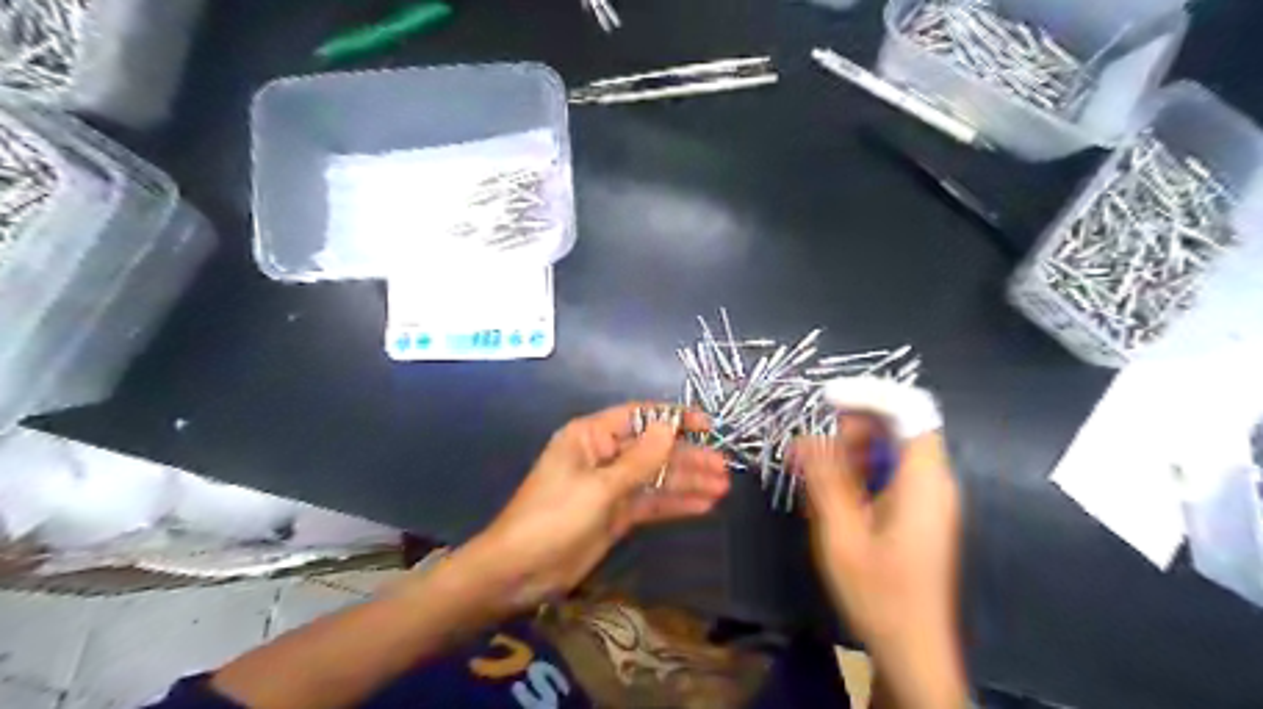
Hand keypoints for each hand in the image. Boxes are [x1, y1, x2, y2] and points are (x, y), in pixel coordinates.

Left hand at [454, 404, 729, 615]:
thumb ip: (639, 460)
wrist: (519, 571)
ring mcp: (610, 486)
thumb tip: (669, 426)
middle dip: (687, 457)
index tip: (707, 426)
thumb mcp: (599, 487)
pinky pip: (649, 503)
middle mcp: (603, 455)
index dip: (673, 418)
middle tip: (723, 468)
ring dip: (687, 482)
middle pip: (652, 450)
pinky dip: (674, 503)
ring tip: (722, 487)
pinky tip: (703, 505)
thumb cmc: (554, 517)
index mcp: (590, 436)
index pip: (639, 417)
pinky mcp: (615, 514)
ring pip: (655, 478)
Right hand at [792, 413, 963, 706]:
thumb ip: (826, 479)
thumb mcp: (842, 535)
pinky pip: (890, 471)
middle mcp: (933, 480)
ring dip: (849, 451)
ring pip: (890, 448)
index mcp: (923, 480)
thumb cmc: (879, 594)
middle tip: (808, 451)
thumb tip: (805, 437)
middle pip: (896, 425)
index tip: (825, 401)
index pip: (908, 409)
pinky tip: (830, 496)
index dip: (868, 394)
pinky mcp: (919, 510)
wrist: (914, 649)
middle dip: (849, 428)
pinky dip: (858, 472)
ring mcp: (929, 495)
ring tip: (811, 474)